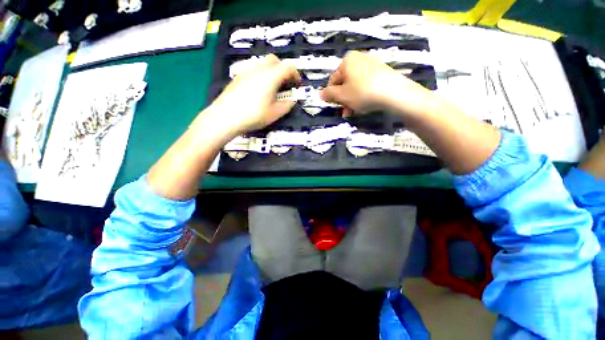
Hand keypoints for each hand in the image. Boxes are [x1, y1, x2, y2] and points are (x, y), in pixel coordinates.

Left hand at [207, 54, 300, 135]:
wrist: (226, 116)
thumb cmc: (254, 115)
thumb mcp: (275, 114)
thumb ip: (287, 105)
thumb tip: (292, 100)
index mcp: (271, 76)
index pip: (288, 66)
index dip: (296, 74)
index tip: (297, 85)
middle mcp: (259, 69)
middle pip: (275, 60)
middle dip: (283, 70)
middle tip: (285, 85)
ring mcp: (247, 71)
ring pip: (263, 63)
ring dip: (272, 72)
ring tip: (272, 88)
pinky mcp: (238, 76)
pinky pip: (253, 70)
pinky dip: (261, 75)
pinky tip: (258, 90)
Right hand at [320, 51, 431, 116]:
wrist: (393, 92)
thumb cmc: (362, 93)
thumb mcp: (342, 96)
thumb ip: (329, 95)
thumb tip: (320, 94)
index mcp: (347, 61)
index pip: (333, 80)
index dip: (332, 95)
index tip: (335, 106)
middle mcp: (359, 58)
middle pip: (345, 83)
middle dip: (343, 100)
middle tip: (345, 112)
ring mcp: (372, 64)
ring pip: (355, 85)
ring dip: (352, 100)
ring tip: (354, 111)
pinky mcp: (382, 71)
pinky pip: (367, 84)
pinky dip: (363, 95)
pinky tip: (365, 105)